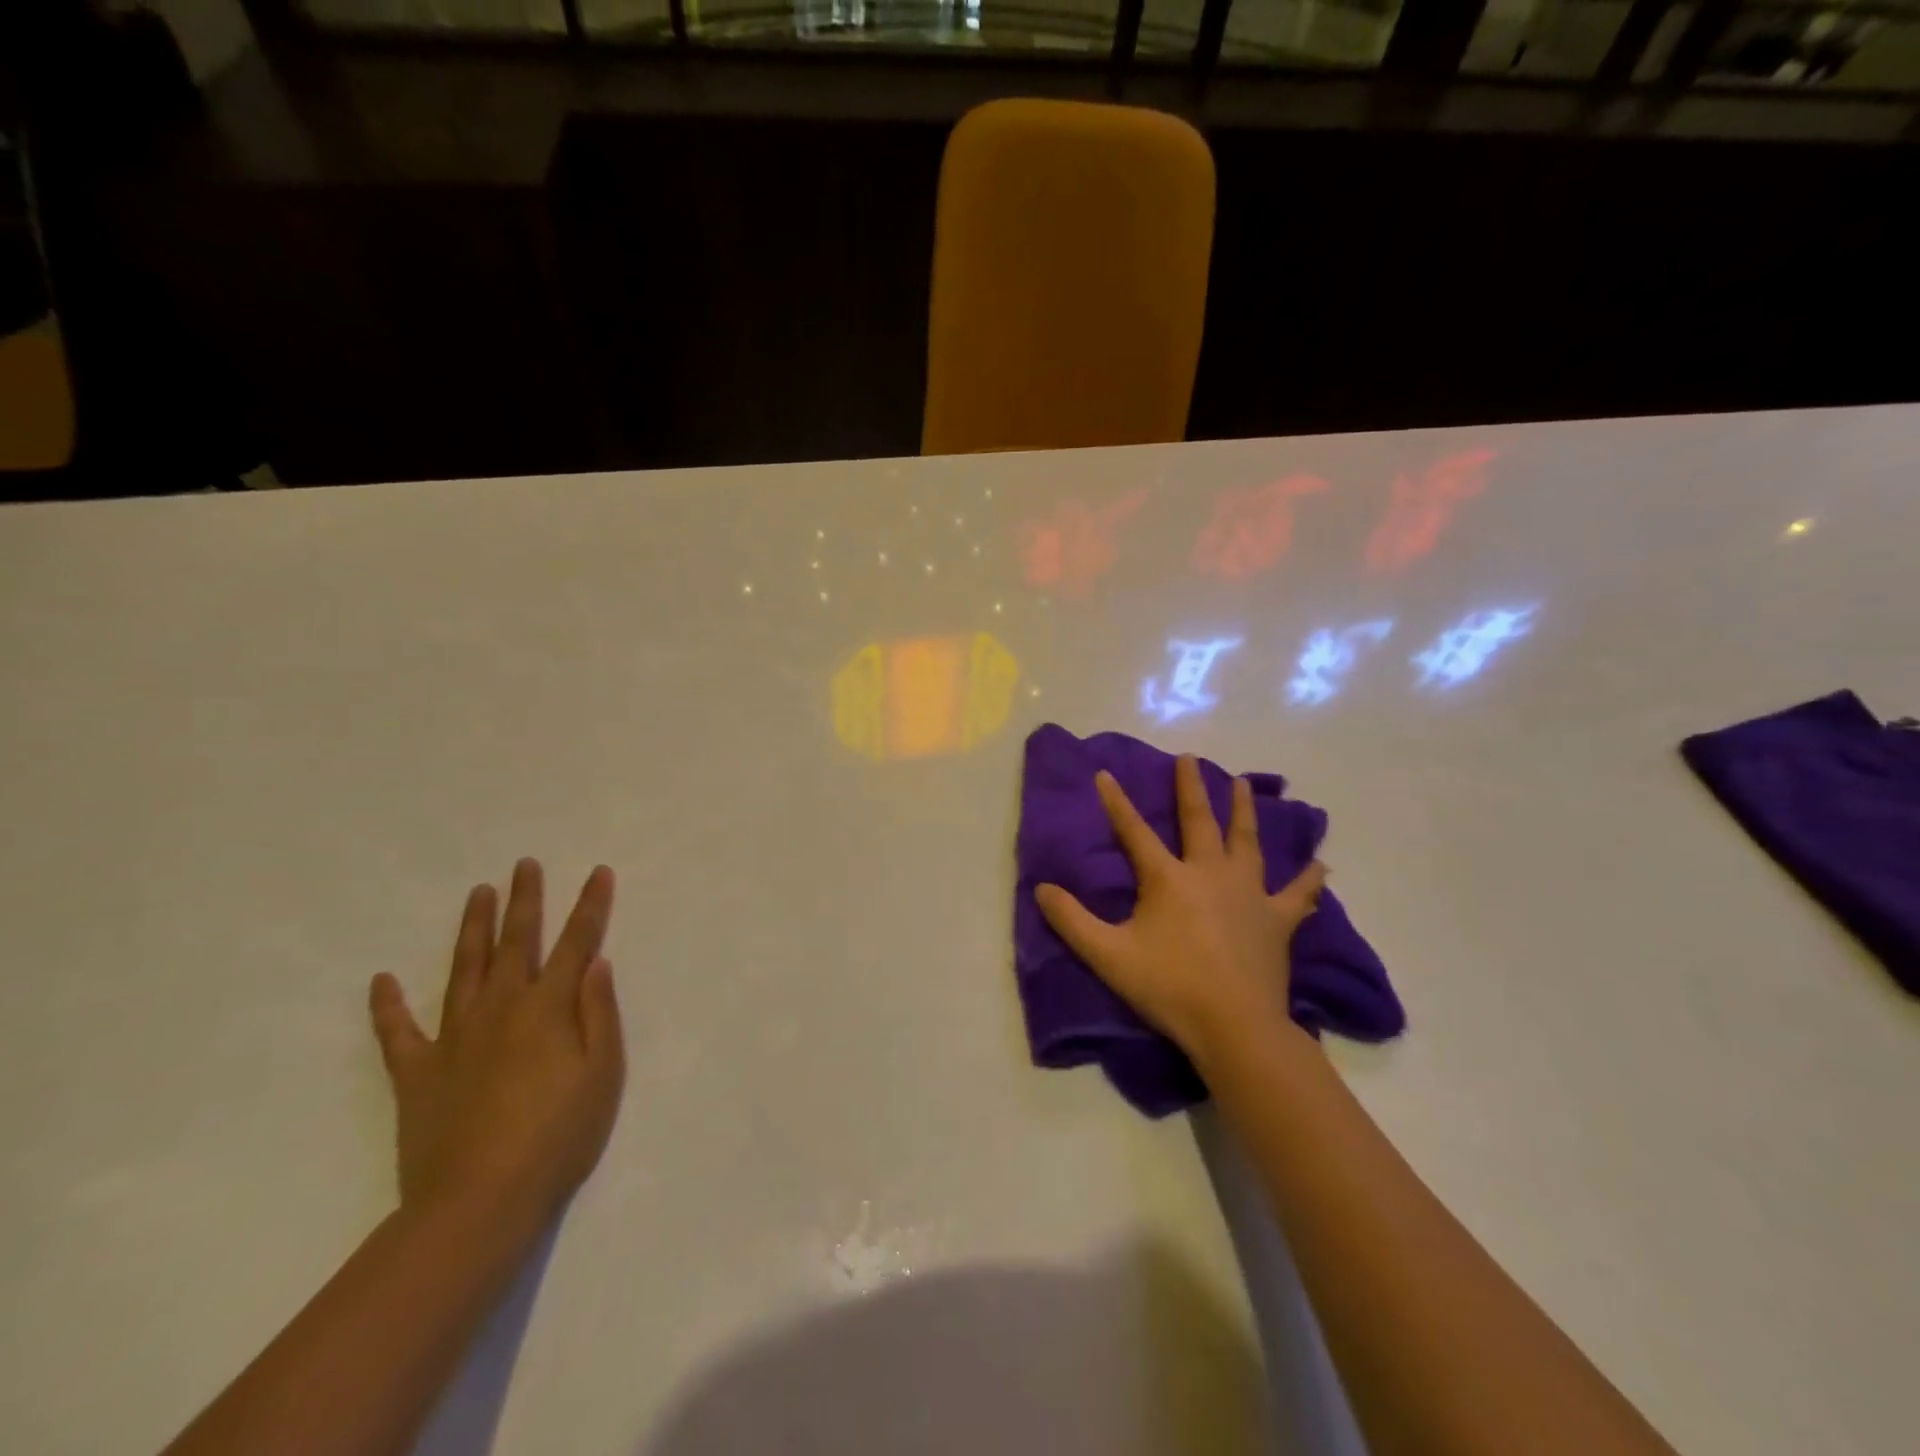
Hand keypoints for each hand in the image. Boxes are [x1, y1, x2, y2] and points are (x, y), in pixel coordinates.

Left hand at [369, 859, 625, 1228]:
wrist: (478, 1202)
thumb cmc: (557, 1137)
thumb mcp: (602, 1074)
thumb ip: (599, 1013)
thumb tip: (596, 963)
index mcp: (548, 1008)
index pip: (576, 943)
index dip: (590, 906)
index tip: (598, 872)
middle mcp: (501, 1009)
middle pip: (516, 943)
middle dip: (525, 900)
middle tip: (525, 864)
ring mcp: (454, 1039)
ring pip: (465, 969)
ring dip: (473, 929)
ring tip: (478, 893)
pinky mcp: (418, 1073)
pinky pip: (398, 1033)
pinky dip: (387, 1007)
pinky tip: (381, 981)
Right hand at [1035, 755, 1325, 1061]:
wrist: (1234, 1027)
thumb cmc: (1168, 988)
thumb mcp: (1108, 956)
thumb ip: (1071, 921)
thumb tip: (1041, 888)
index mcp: (1168, 879)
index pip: (1135, 832)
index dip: (1116, 803)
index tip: (1105, 774)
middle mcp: (1210, 873)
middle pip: (1199, 821)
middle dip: (1190, 787)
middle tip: (1188, 758)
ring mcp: (1249, 894)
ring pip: (1247, 842)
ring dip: (1243, 810)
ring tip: (1243, 783)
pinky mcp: (1277, 920)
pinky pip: (1296, 894)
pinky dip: (1308, 879)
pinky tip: (1321, 865)